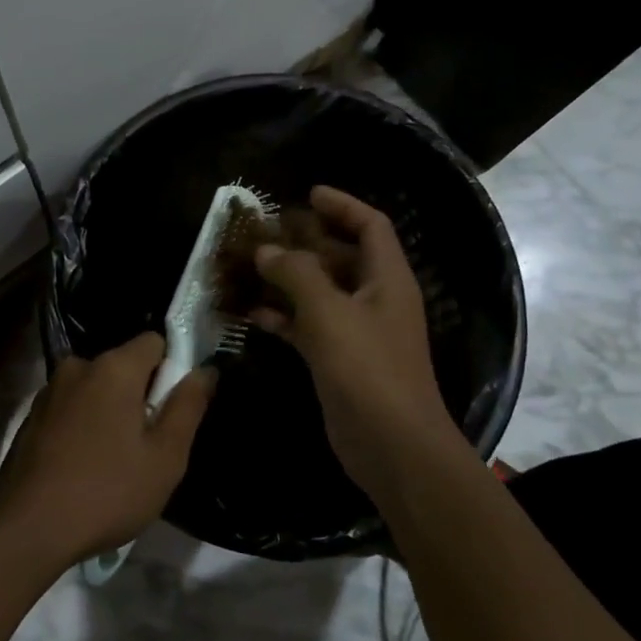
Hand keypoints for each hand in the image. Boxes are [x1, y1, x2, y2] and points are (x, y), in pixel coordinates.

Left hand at [0, 334, 212, 567]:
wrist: (25, 529)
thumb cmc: (107, 491)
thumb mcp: (165, 457)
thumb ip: (188, 406)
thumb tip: (206, 370)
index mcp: (113, 367)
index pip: (155, 341)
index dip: (171, 369)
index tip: (174, 408)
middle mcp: (78, 366)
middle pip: (124, 366)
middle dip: (141, 395)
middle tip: (149, 445)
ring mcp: (50, 390)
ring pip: (97, 388)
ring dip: (111, 412)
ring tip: (115, 461)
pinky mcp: (32, 416)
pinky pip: (73, 407)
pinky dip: (84, 425)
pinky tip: (84, 466)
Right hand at [251, 186, 460, 500]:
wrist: (391, 446)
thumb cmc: (367, 368)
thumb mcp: (328, 312)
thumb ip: (296, 274)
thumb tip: (266, 250)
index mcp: (387, 278)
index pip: (370, 226)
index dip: (341, 205)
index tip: (307, 194)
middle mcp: (376, 299)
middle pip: (341, 257)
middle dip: (305, 242)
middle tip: (265, 232)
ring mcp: (358, 331)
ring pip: (320, 292)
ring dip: (288, 280)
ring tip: (249, 267)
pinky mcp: (340, 360)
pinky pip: (309, 326)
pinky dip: (284, 317)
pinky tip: (251, 314)